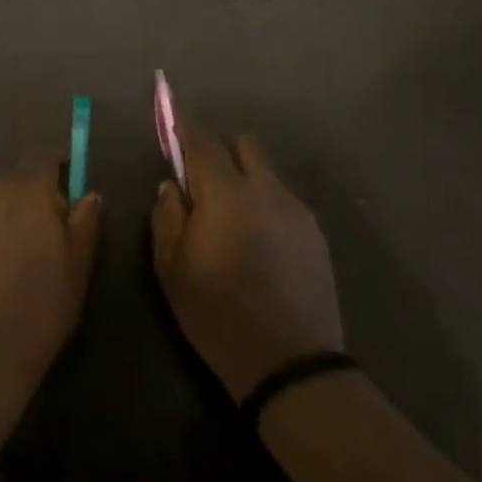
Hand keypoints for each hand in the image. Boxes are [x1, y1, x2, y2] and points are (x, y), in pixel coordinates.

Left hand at [0, 160, 101, 400]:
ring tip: (8, 252)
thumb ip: (85, 221)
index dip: (57, 167)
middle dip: (29, 195)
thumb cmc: (40, 308)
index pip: (44, 156)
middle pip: (15, 177)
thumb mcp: (78, 267)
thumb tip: (88, 194)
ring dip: (1, 212)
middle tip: (40, 232)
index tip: (67, 185)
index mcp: (28, 190)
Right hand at [151, 123, 344, 400]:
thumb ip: (167, 216)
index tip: (172, 117)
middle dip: (220, 149)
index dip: (184, 125)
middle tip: (202, 178)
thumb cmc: (217, 315)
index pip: (202, 142)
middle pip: (244, 144)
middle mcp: (265, 190)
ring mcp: (296, 209)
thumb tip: (172, 185)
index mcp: (226, 194)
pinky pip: (283, 199)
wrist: (290, 363)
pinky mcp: (315, 232)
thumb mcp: (171, 269)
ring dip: (244, 177)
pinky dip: (265, 202)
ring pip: (267, 172)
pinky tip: (258, 240)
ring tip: (232, 216)